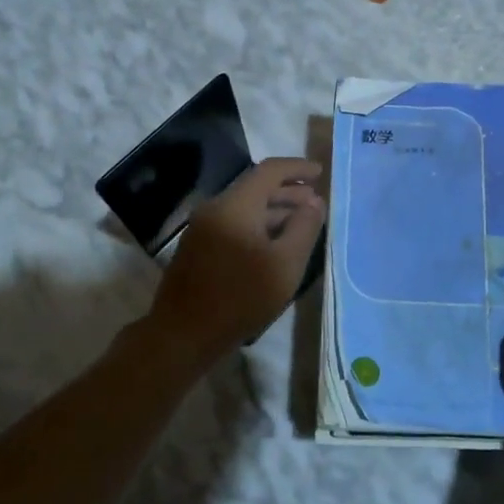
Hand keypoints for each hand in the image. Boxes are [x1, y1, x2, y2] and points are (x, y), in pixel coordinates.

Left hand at [149, 158, 324, 361]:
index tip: (320, 173)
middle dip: (288, 191)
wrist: (183, 335)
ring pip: (245, 207)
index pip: (270, 171)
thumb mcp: (285, 265)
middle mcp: (215, 208)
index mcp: (235, 206)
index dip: (297, 168)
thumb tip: (315, 202)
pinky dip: (258, 225)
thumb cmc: (240, 298)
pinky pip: (234, 224)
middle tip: (315, 202)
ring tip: (301, 223)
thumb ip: (304, 228)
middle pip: (256, 187)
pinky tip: (274, 244)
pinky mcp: (198, 248)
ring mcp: (203, 228)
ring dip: (274, 210)